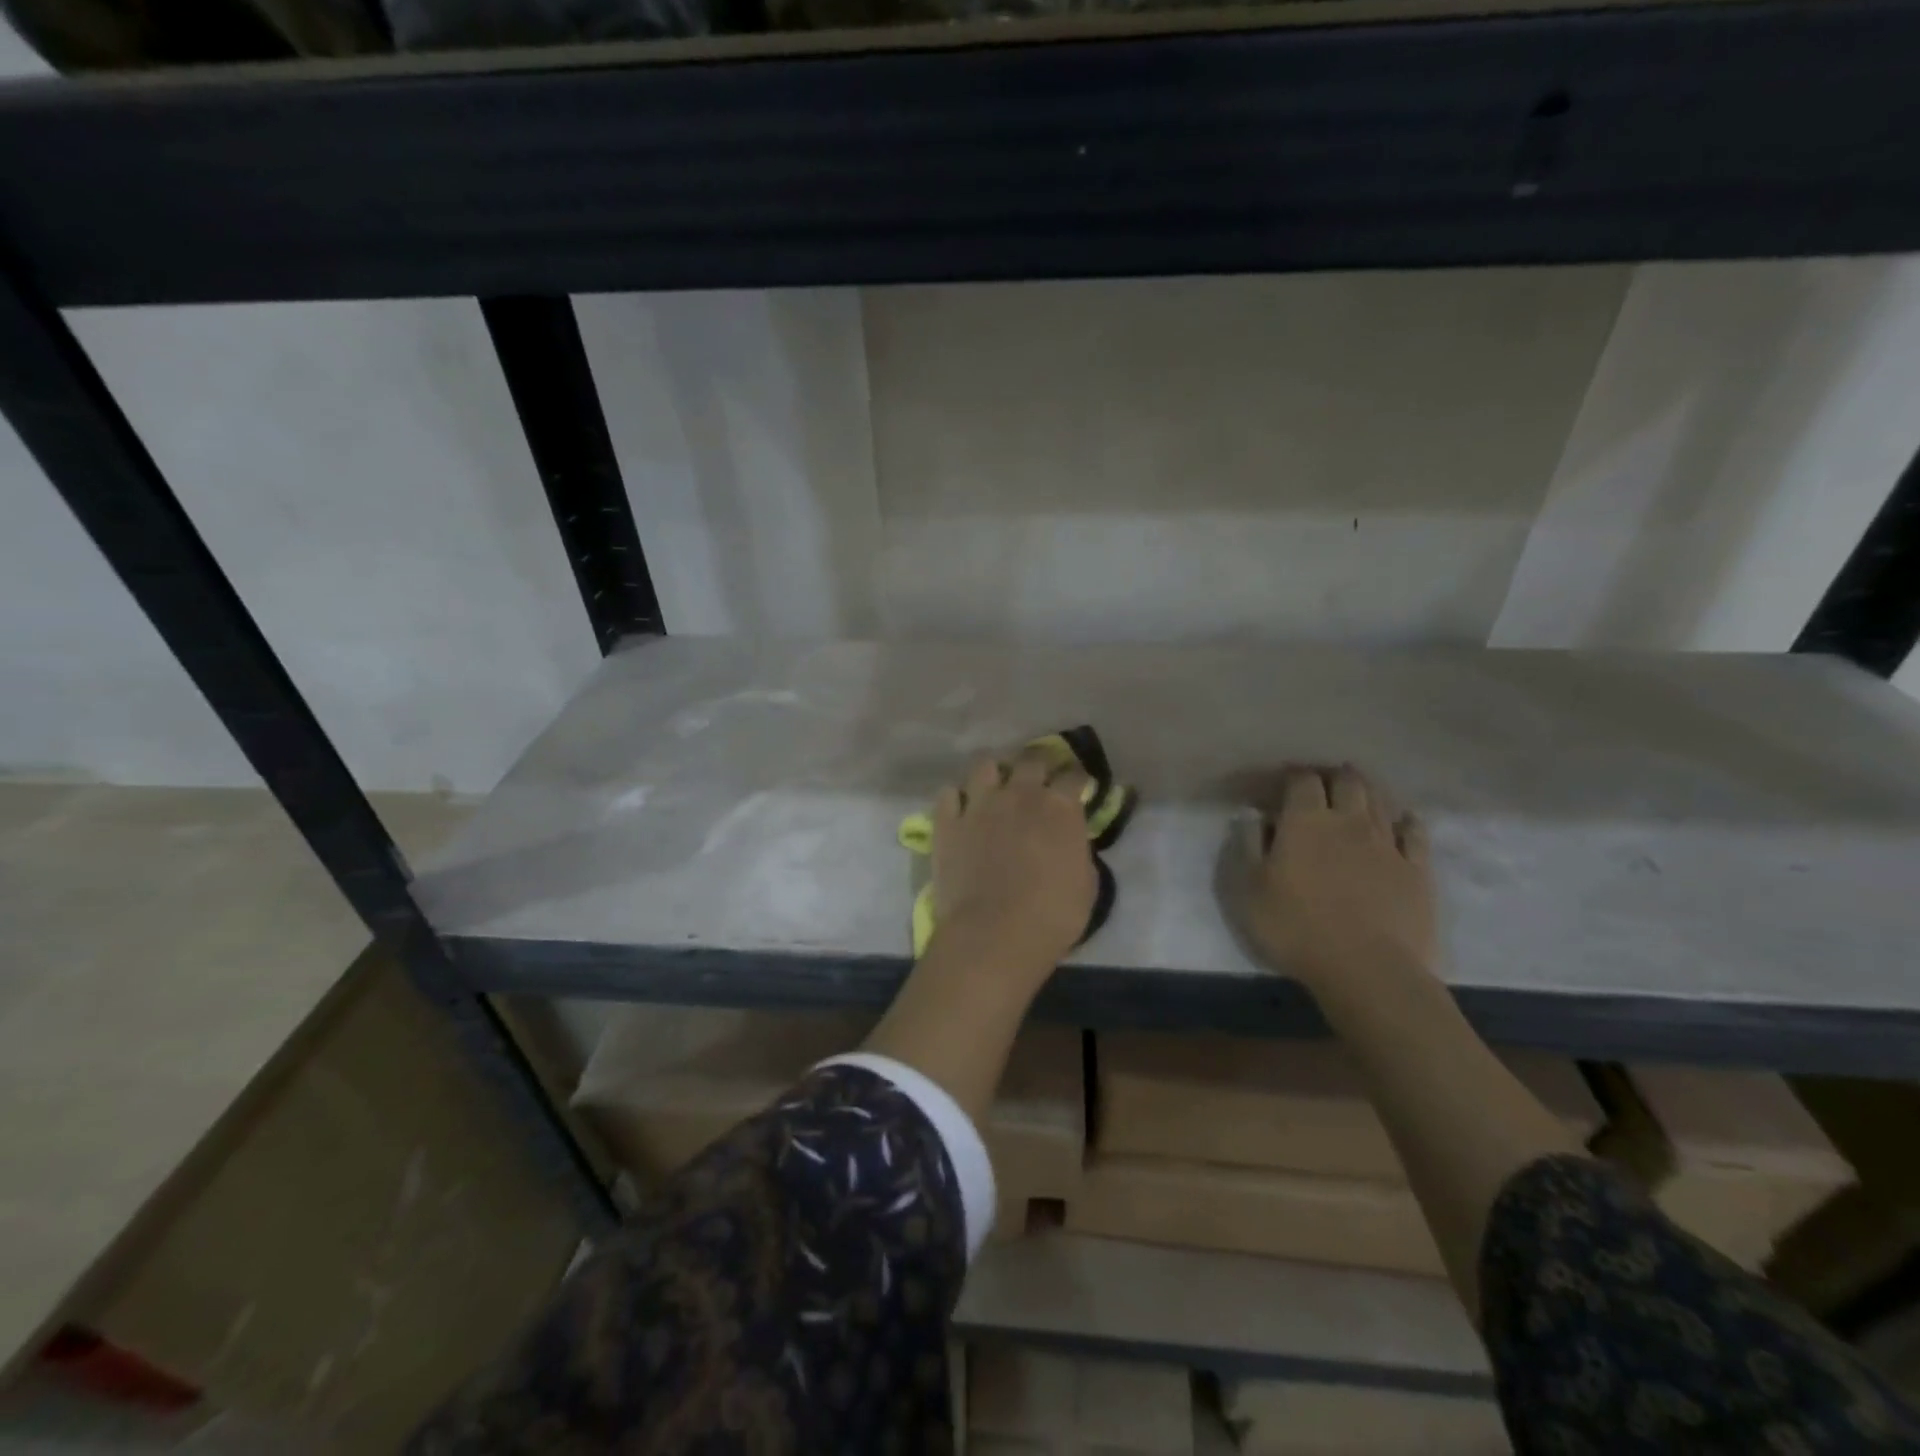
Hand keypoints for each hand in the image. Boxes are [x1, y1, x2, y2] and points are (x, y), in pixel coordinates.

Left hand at [931, 751, 1096, 969]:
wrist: (993, 934)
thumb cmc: (1051, 916)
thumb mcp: (1086, 885)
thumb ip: (1077, 851)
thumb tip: (1069, 841)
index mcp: (1060, 808)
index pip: (1073, 775)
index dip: (1077, 777)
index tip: (1078, 784)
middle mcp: (1020, 795)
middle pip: (1030, 760)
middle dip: (1038, 764)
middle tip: (1039, 777)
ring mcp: (979, 805)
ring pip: (985, 765)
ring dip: (994, 771)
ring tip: (996, 784)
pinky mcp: (948, 822)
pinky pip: (948, 795)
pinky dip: (956, 798)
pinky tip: (961, 809)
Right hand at [1225, 764, 1435, 991]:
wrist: (1367, 970)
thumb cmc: (1295, 928)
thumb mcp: (1247, 889)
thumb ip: (1247, 845)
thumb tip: (1251, 815)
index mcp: (1305, 822)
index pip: (1301, 780)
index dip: (1291, 775)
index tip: (1280, 782)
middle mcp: (1349, 822)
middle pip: (1346, 781)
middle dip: (1332, 775)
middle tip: (1321, 782)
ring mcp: (1388, 844)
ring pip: (1380, 801)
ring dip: (1366, 790)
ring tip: (1356, 792)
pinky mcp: (1417, 870)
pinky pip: (1415, 833)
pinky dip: (1406, 821)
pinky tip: (1402, 821)